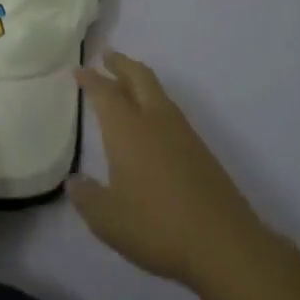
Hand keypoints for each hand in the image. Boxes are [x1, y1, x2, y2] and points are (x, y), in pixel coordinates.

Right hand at [70, 52, 267, 288]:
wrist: (224, 244)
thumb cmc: (156, 226)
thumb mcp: (106, 219)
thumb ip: (87, 197)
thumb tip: (75, 181)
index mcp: (128, 130)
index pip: (106, 93)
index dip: (91, 79)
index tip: (79, 70)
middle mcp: (156, 122)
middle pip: (140, 78)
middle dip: (122, 64)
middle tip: (107, 56)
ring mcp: (184, 135)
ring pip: (159, 93)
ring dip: (140, 82)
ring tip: (126, 84)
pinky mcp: (201, 152)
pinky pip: (171, 113)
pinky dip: (155, 104)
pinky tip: (151, 124)